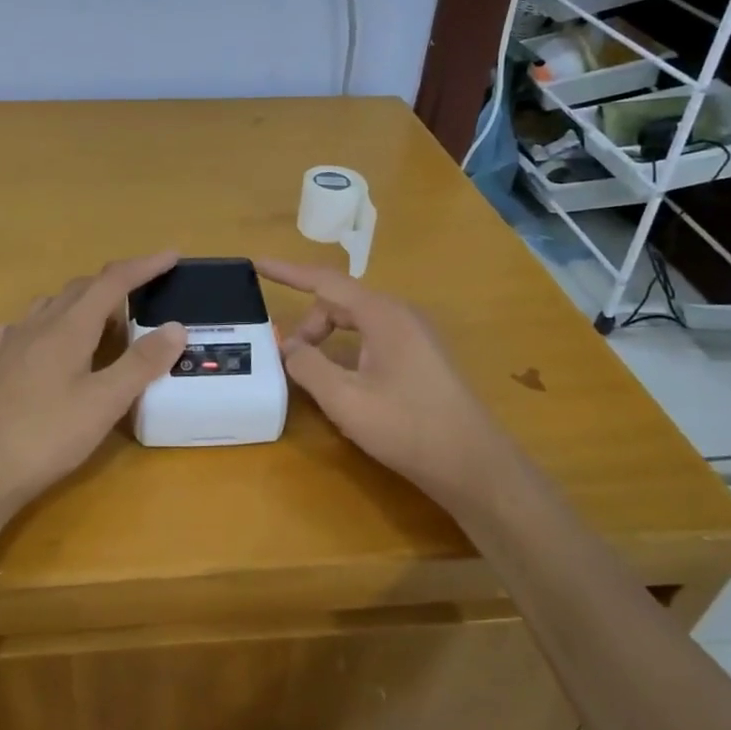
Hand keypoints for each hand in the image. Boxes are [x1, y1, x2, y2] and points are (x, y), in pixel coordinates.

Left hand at [0, 254, 186, 511]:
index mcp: (68, 327)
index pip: (112, 282)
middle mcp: (37, 325)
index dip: (144, 266)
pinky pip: (25, 328)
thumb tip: (176, 326)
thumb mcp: (105, 403)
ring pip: (50, 306)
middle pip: (80, 289)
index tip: (171, 256)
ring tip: (100, 324)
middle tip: (142, 297)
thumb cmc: (47, 435)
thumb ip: (141, 363)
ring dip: (80, 304)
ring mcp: (10, 343)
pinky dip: (48, 326)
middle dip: (114, 285)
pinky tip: (46, 345)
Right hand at [258, 259, 499, 501]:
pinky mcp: (422, 358)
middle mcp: (401, 315)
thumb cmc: (407, 427)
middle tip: (288, 360)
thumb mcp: (345, 399)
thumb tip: (288, 345)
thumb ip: (308, 366)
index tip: (256, 263)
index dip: (287, 273)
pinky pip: (373, 340)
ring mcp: (416, 336)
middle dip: (309, 325)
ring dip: (328, 340)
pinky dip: (348, 352)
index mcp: (382, 314)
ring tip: (312, 374)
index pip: (325, 281)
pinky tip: (343, 386)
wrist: (474, 465)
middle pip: (340, 303)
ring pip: (357, 323)